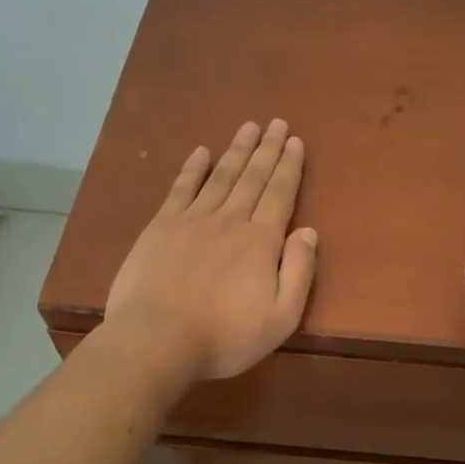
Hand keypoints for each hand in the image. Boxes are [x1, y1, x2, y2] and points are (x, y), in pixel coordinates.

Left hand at [103, 119, 317, 383]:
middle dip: (268, 149)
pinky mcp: (161, 228)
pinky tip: (200, 152)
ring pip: (221, 176)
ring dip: (237, 150)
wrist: (156, 340)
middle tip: (277, 123)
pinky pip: (181, 189)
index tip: (296, 141)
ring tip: (249, 127)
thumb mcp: (281, 317)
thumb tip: (308, 231)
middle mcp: (230, 220)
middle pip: (253, 177)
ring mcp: (192, 220)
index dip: (290, 166)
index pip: (280, 194)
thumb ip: (299, 272)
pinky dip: (192, 168)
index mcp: (261, 241)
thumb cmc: (225, 336)